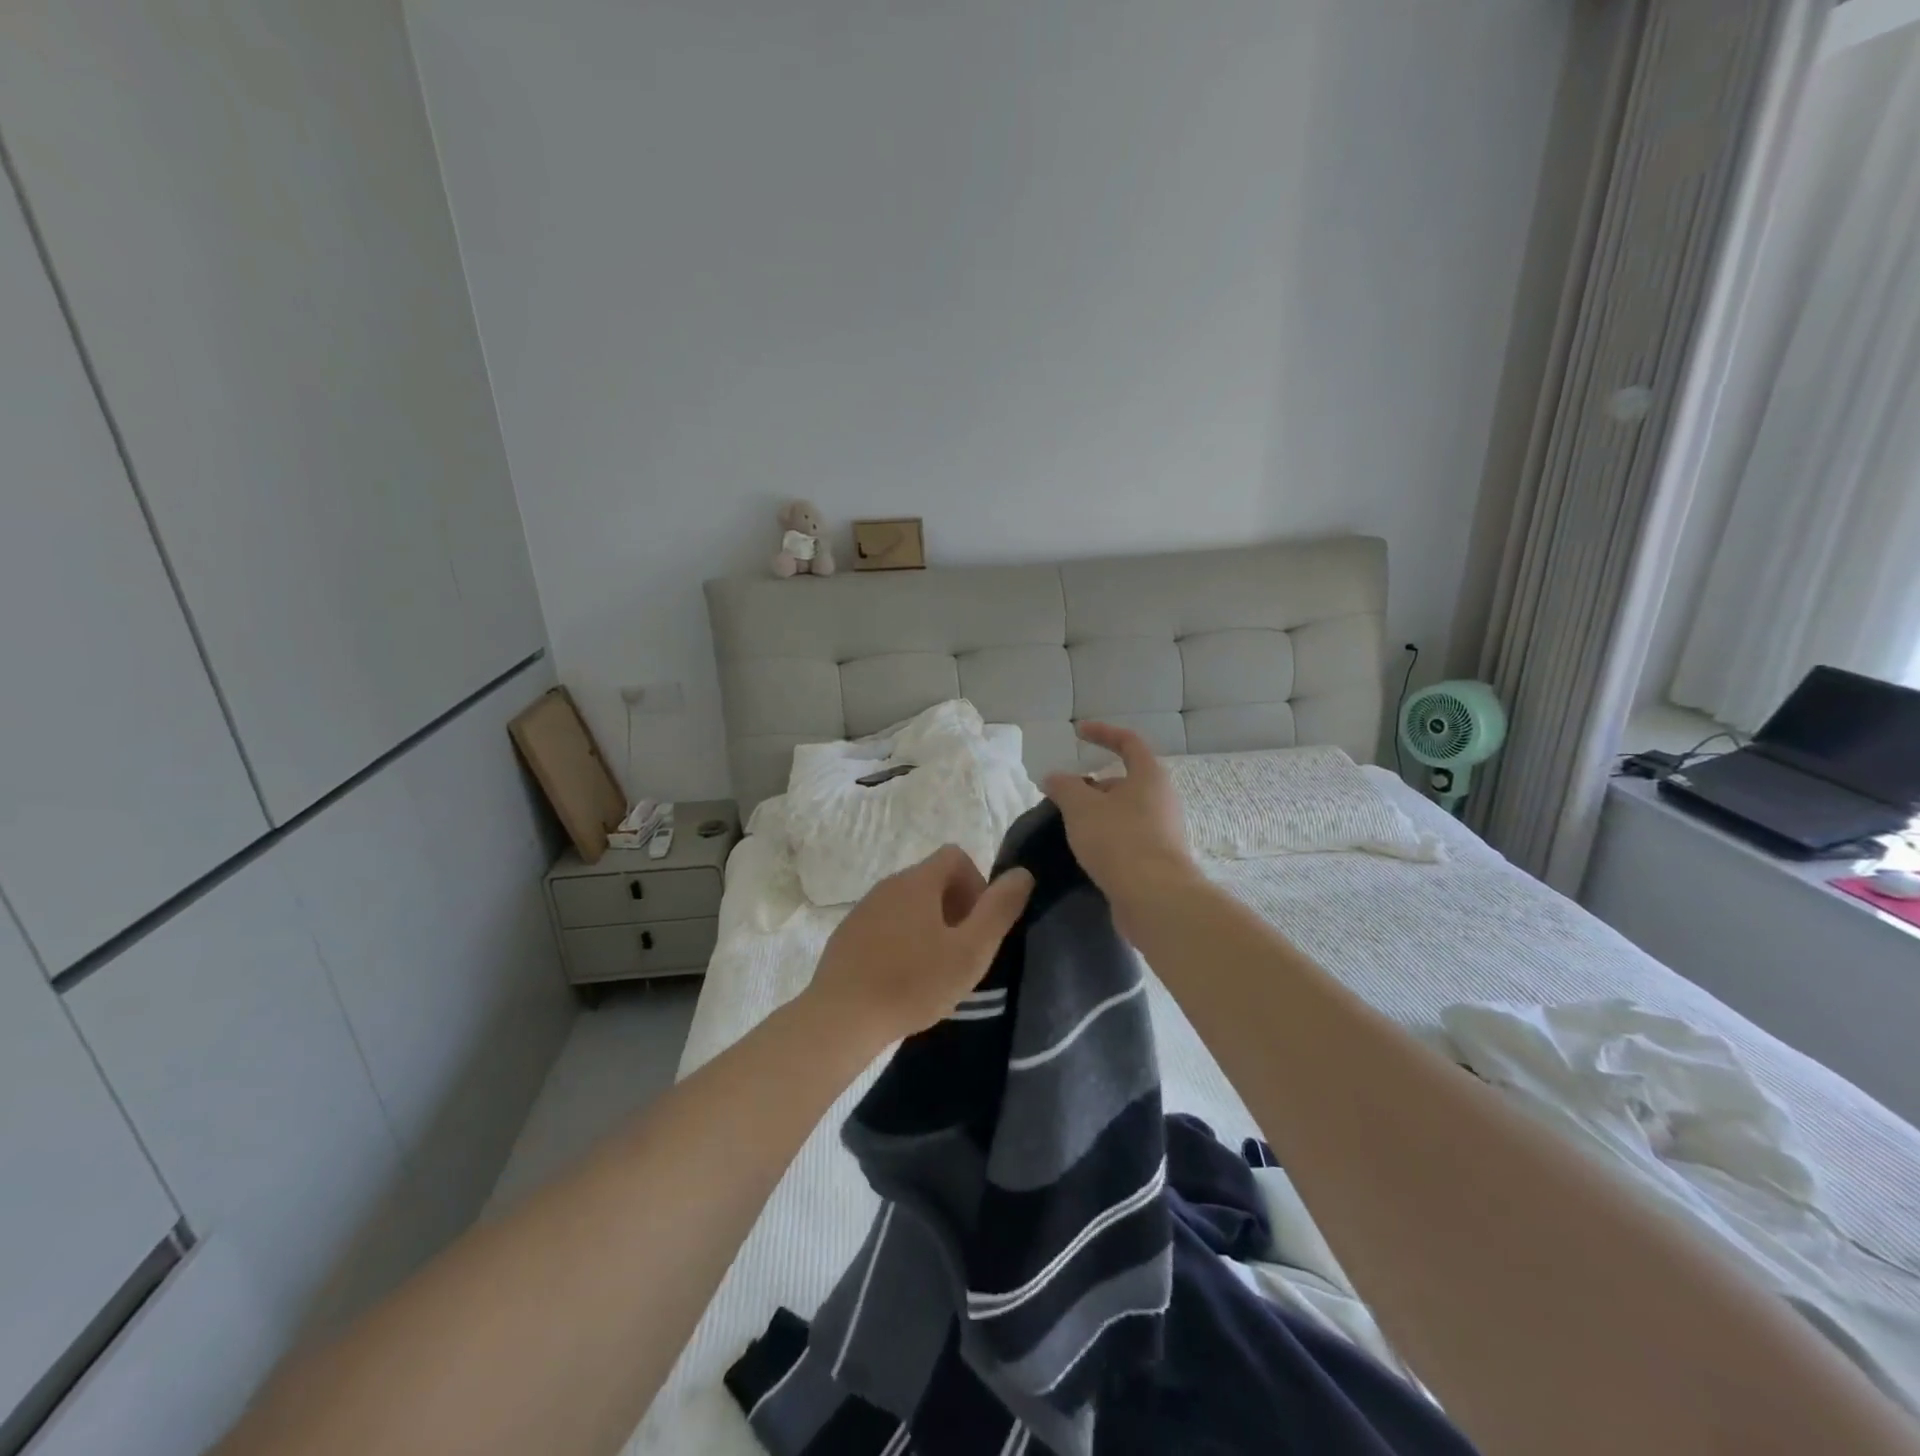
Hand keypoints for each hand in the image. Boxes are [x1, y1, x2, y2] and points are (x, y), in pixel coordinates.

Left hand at [807, 847, 1033, 1042]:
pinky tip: (903, 978)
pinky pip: (886, 924)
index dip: (977, 885)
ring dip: (929, 926)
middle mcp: (889, 884)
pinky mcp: (848, 934)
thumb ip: (999, 910)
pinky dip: (903, 940)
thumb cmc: (913, 983)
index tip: (978, 926)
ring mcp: (864, 909)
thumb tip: (1022, 874)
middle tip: (962, 952)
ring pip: (909, 904)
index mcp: (918, 881)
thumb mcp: (970, 951)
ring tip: (934, 970)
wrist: (841, 1017)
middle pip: (933, 880)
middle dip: (956, 908)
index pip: (956, 856)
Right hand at [1042, 723, 1198, 916]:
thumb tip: (1054, 777)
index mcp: (1149, 776)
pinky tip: (1085, 853)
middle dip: (1092, 786)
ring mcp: (1163, 831)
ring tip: (1068, 827)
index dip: (1103, 733)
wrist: (1155, 898)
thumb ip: (1064, 787)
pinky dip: (1105, 839)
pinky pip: (1127, 839)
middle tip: (1064, 798)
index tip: (1078, 733)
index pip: (1128, 742)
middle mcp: (1162, 799)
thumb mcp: (1080, 807)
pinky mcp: (1157, 860)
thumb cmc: (1119, 840)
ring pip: (1124, 813)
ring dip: (1097, 815)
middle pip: (1124, 782)